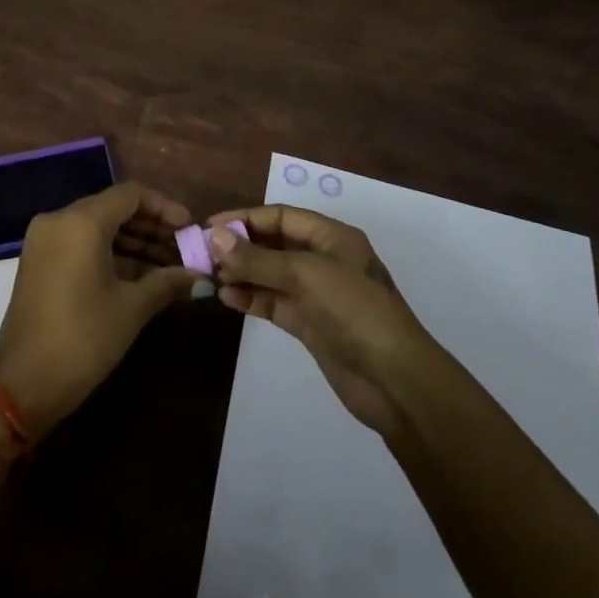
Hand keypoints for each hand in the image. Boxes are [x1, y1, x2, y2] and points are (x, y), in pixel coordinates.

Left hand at [0, 182, 198, 433]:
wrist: (23, 385)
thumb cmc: (83, 339)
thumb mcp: (131, 309)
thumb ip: (167, 282)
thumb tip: (198, 276)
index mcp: (81, 221)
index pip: (131, 195)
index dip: (164, 208)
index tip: (189, 229)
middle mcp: (59, 219)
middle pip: (114, 208)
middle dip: (151, 227)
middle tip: (184, 250)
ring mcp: (45, 240)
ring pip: (98, 226)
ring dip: (133, 242)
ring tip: (169, 266)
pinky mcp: (39, 261)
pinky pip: (81, 243)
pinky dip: (110, 253)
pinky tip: (140, 275)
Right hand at [207, 205, 438, 434]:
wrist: (396, 380)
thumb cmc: (355, 311)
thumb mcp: (305, 275)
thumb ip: (258, 258)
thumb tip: (215, 238)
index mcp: (331, 236)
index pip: (280, 217)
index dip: (245, 219)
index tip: (209, 227)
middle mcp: (323, 259)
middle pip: (273, 244)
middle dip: (240, 247)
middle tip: (203, 254)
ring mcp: (316, 293)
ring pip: (270, 274)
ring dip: (242, 273)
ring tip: (210, 278)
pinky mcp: (310, 324)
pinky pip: (274, 302)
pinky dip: (251, 298)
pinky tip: (228, 299)